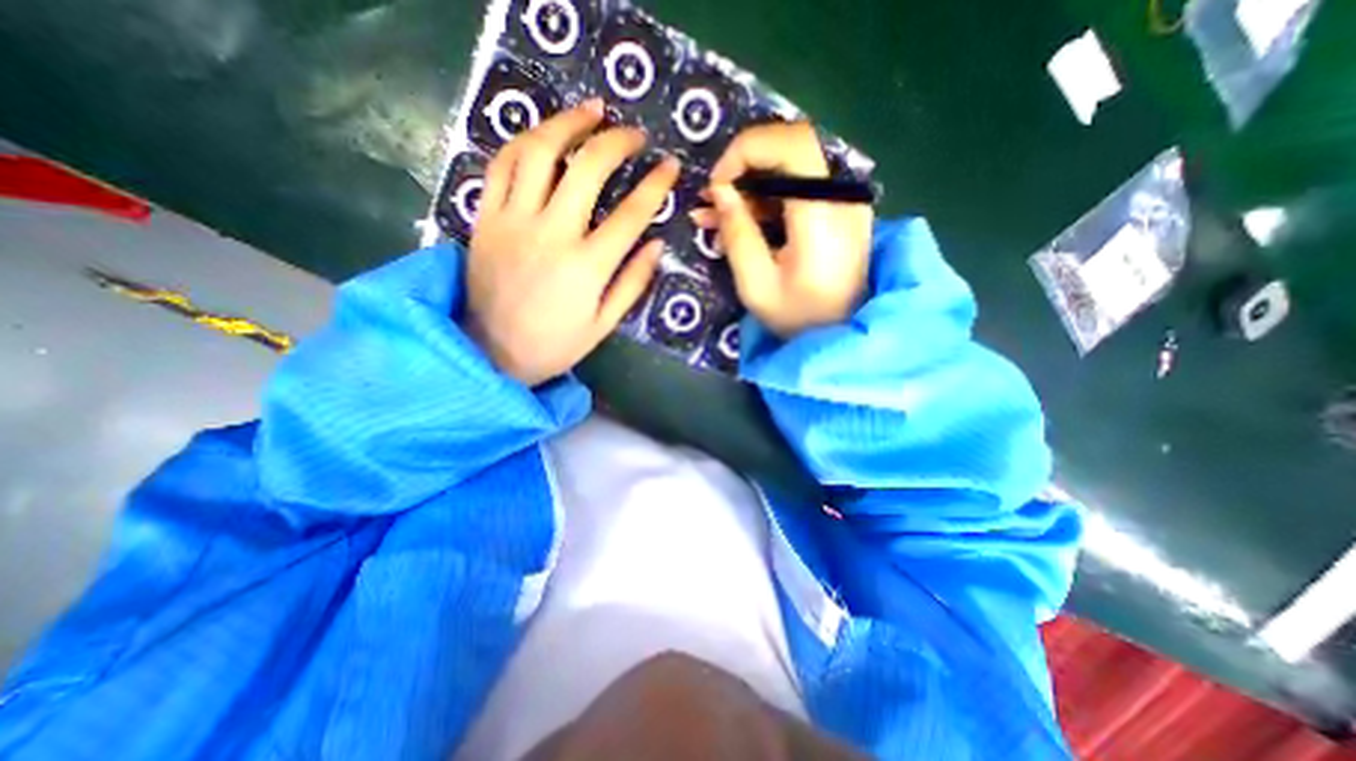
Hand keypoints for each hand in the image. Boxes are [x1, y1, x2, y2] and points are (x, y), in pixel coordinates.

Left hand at [471, 99, 684, 386]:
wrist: (492, 353)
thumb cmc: (555, 345)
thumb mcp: (604, 324)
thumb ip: (632, 283)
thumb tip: (657, 245)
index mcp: (587, 266)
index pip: (631, 213)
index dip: (655, 184)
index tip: (670, 165)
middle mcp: (551, 234)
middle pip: (587, 169)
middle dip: (616, 141)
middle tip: (633, 133)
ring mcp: (513, 221)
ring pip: (539, 153)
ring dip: (567, 123)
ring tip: (590, 111)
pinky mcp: (485, 218)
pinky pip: (501, 165)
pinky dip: (523, 141)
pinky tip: (542, 135)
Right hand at [693, 118, 873, 337]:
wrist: (839, 337)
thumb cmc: (797, 320)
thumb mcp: (756, 285)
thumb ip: (738, 233)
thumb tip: (720, 190)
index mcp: (824, 216)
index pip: (793, 145)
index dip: (748, 150)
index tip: (716, 184)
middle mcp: (842, 199)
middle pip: (792, 148)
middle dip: (744, 166)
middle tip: (712, 198)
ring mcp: (843, 203)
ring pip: (792, 168)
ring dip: (749, 187)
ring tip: (713, 218)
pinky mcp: (837, 213)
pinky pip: (797, 190)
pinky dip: (764, 201)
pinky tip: (737, 224)